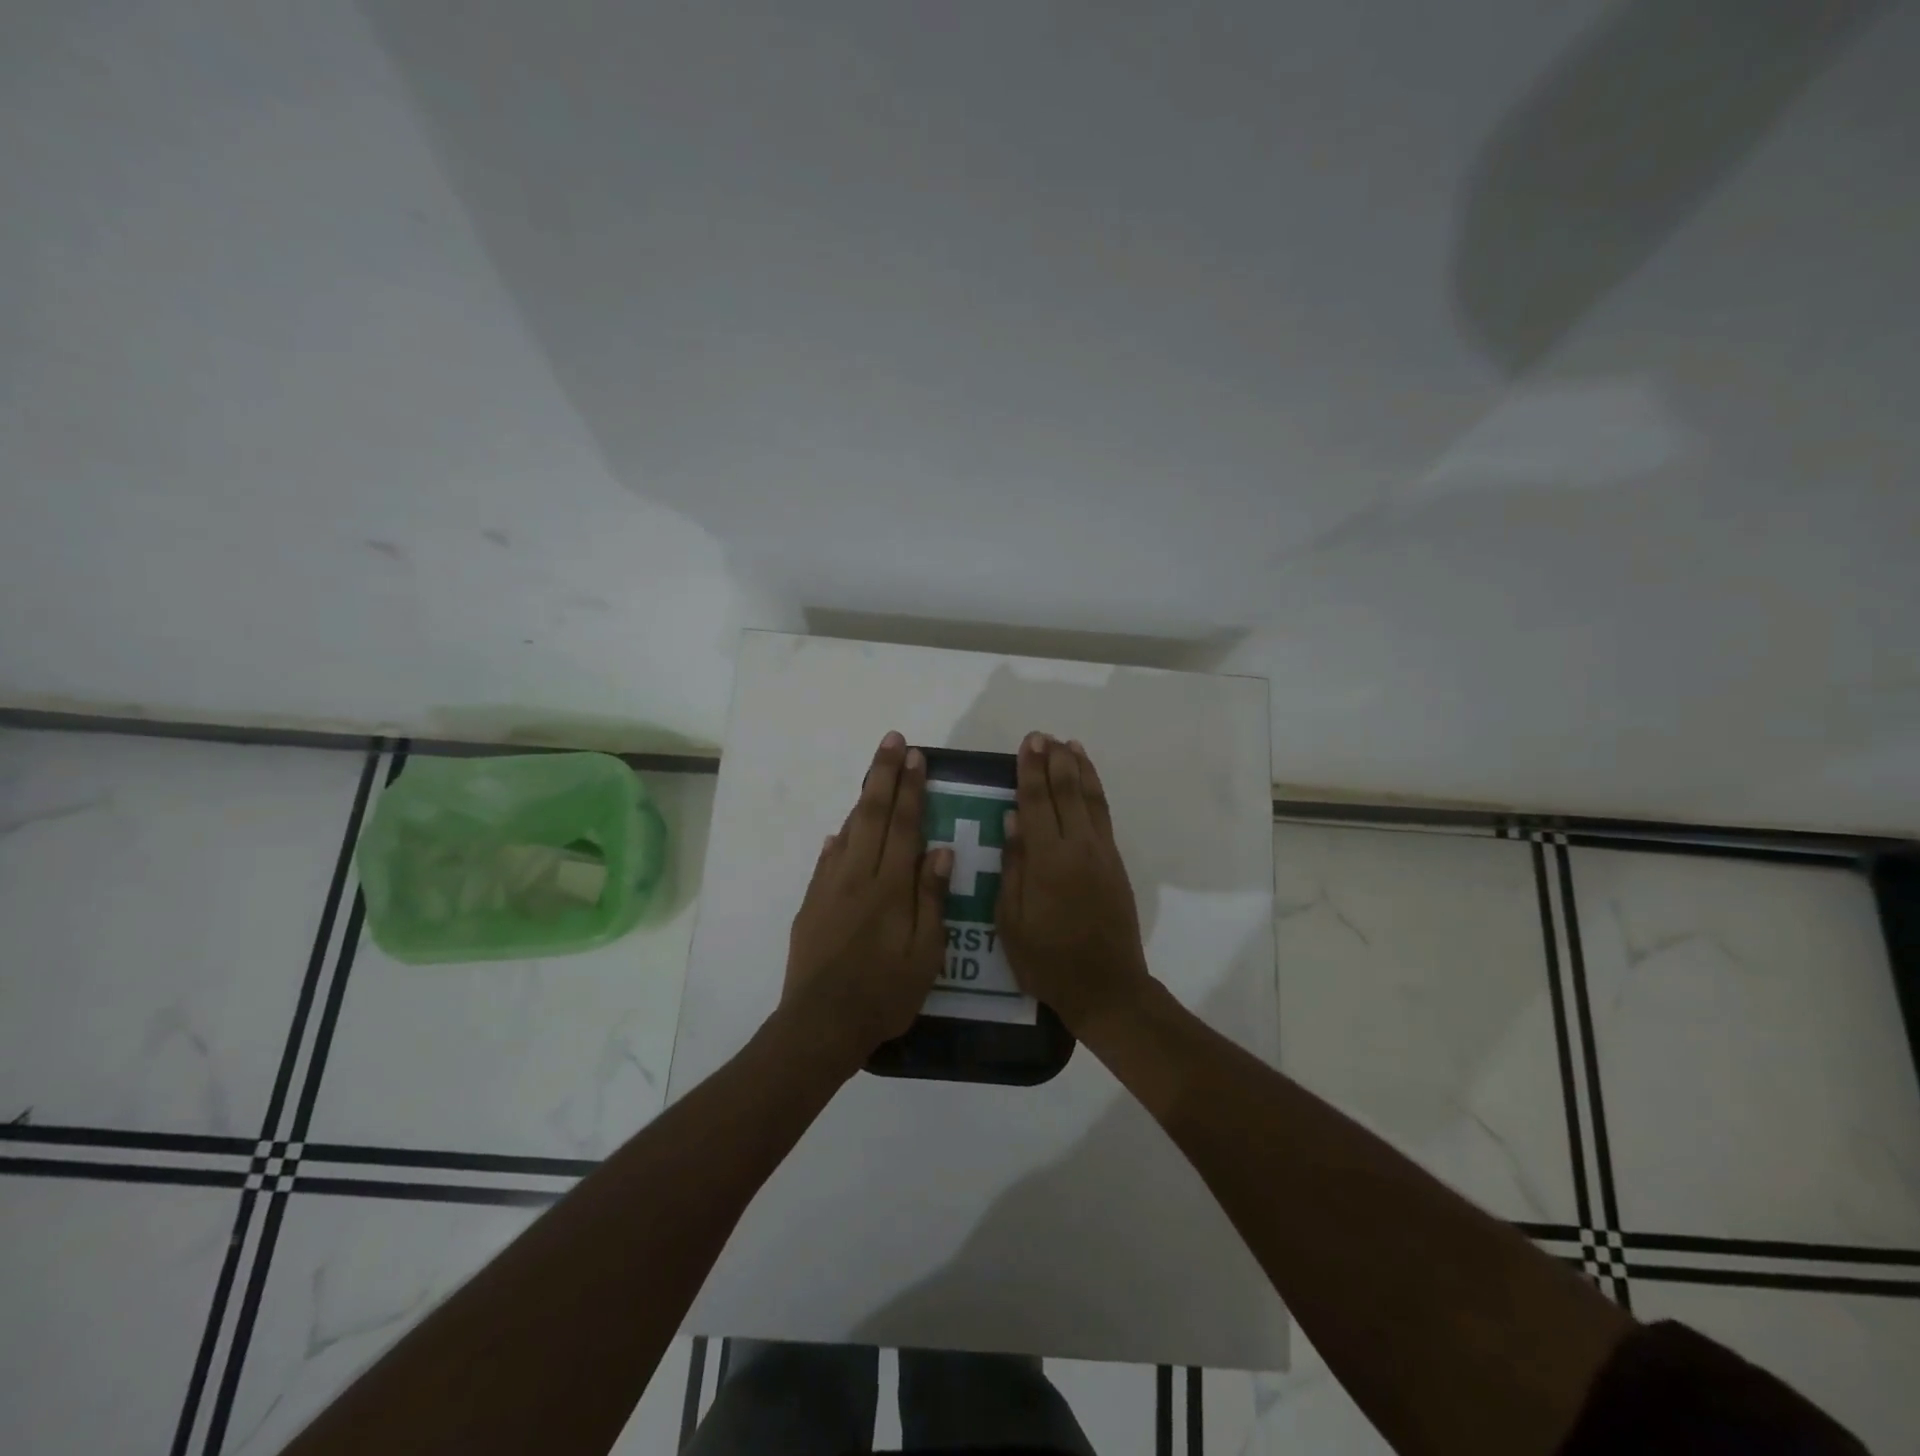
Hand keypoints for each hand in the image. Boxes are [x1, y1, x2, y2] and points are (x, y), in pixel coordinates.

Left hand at [781, 732, 952, 1072]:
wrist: (820, 1024)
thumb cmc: (884, 993)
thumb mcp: (924, 953)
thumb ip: (931, 899)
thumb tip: (939, 850)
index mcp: (889, 887)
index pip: (903, 825)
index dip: (910, 788)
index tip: (915, 756)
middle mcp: (857, 877)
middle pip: (872, 815)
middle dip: (883, 775)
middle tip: (891, 741)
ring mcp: (829, 889)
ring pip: (848, 832)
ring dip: (862, 799)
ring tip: (873, 774)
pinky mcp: (811, 906)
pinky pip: (827, 861)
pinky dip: (837, 840)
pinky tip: (840, 834)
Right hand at [997, 733, 1153, 1036]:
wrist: (1107, 986)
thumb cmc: (1047, 960)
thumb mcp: (1012, 921)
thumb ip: (1014, 866)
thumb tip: (1012, 819)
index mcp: (1047, 861)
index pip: (1035, 803)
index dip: (1030, 771)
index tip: (1028, 743)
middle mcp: (1078, 848)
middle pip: (1065, 793)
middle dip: (1054, 761)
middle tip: (1043, 736)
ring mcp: (1102, 853)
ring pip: (1091, 799)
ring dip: (1080, 769)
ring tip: (1070, 745)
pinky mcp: (1116, 864)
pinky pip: (1104, 816)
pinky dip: (1096, 792)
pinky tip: (1088, 782)